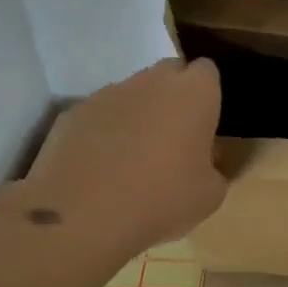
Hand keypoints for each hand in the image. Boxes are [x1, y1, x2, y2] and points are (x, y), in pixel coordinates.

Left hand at [12, 58, 226, 261]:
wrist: (82, 215)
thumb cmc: (161, 199)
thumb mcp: (210, 195)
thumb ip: (212, 167)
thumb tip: (201, 159)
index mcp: (195, 93)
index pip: (207, 71)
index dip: (207, 94)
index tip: (205, 124)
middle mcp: (152, 81)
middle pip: (169, 73)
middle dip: (173, 96)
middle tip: (174, 138)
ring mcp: (109, 93)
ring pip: (132, 92)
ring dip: (138, 113)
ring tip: (133, 157)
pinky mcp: (74, 112)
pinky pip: (100, 114)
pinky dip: (104, 131)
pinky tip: (100, 166)